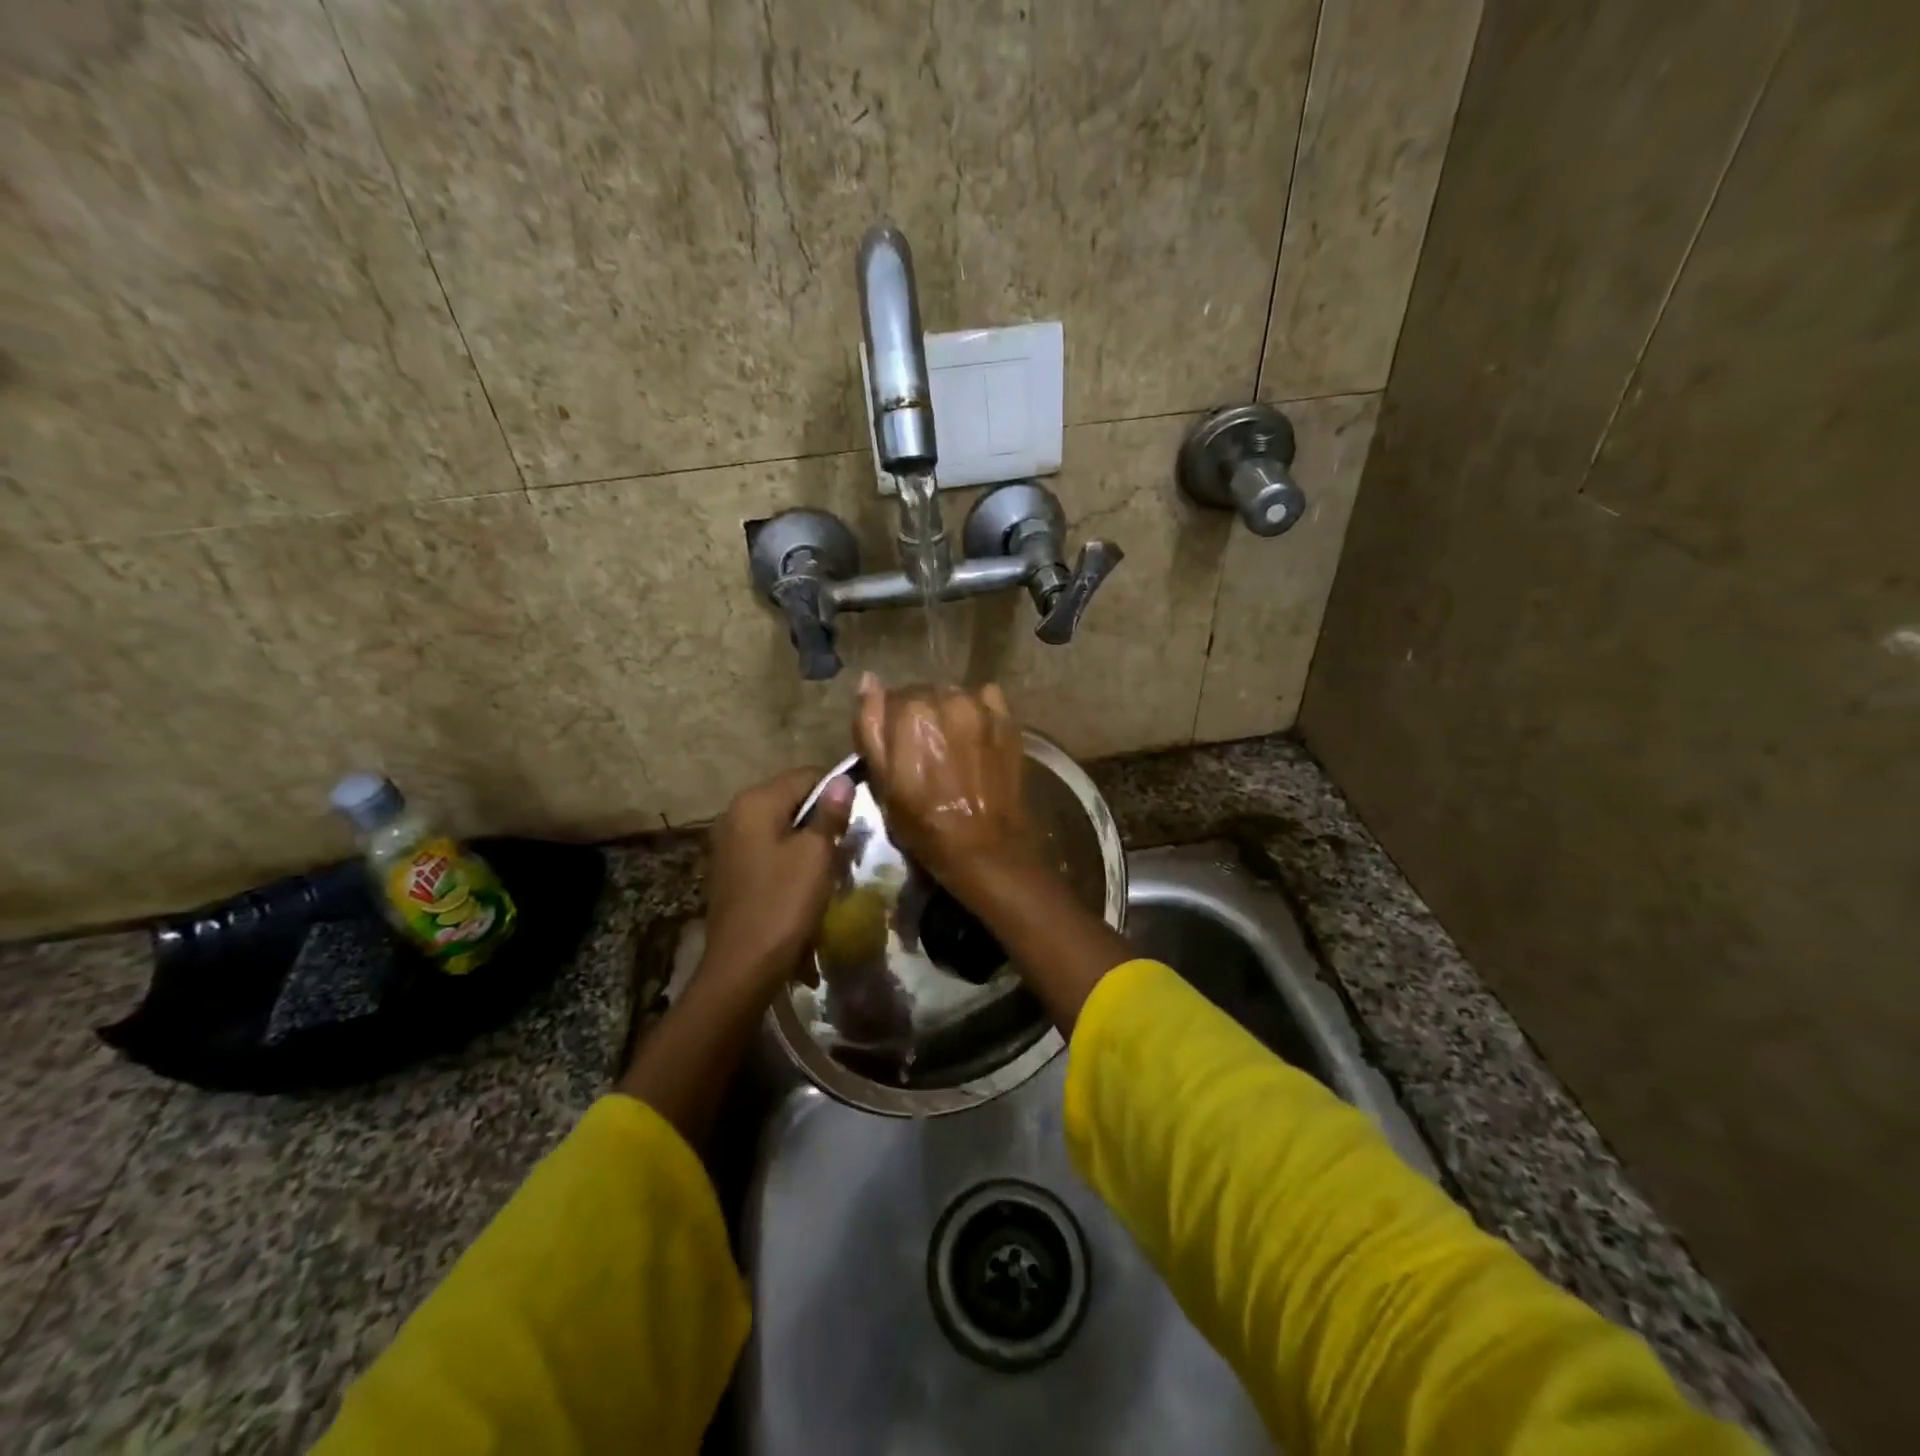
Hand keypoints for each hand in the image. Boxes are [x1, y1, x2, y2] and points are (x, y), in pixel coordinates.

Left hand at [701, 767, 854, 1000]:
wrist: (742, 966)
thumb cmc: (784, 904)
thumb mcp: (816, 855)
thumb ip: (830, 813)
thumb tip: (841, 779)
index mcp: (755, 802)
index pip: (805, 775)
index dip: (836, 790)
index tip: (858, 817)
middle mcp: (735, 813)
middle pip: (791, 799)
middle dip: (821, 816)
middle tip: (848, 844)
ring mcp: (729, 842)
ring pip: (780, 825)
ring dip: (807, 838)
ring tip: (831, 864)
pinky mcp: (731, 869)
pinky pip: (768, 848)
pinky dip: (789, 856)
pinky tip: (805, 881)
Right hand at [853, 673, 1035, 896]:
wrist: (981, 844)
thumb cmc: (922, 821)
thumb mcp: (881, 780)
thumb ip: (870, 724)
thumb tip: (868, 679)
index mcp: (909, 712)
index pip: (890, 699)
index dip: (891, 725)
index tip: (898, 750)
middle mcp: (945, 698)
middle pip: (923, 694)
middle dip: (920, 717)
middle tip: (925, 753)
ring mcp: (979, 706)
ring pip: (952, 696)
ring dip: (948, 713)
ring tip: (951, 747)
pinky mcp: (1006, 718)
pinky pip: (984, 699)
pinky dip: (977, 711)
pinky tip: (975, 738)